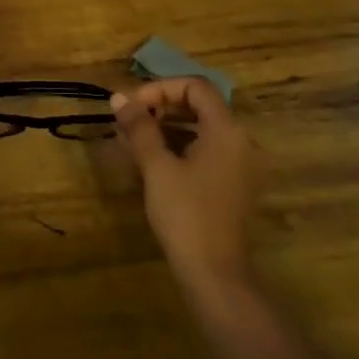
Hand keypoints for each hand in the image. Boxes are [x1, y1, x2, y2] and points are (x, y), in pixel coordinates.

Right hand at [110, 78, 259, 299]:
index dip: (160, 88)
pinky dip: (179, 146)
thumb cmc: (185, 213)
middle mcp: (239, 140)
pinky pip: (205, 150)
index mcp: (226, 130)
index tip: (131, 107)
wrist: (214, 271)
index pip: (195, 86)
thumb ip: (139, 128)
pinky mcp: (232, 183)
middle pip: (200, 105)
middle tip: (128, 121)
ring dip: (166, 127)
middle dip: (160, 107)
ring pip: (201, 128)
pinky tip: (151, 160)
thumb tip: (118, 98)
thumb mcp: (157, 167)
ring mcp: (239, 163)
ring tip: (132, 140)